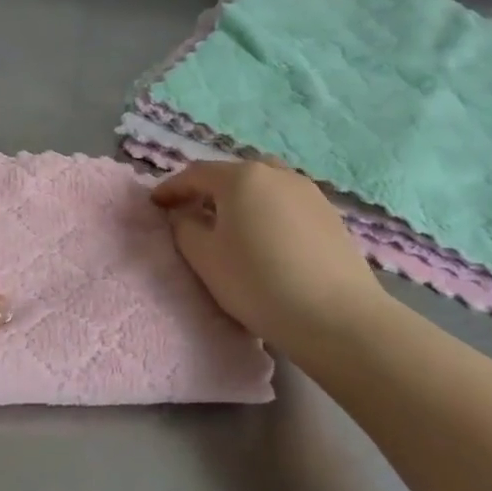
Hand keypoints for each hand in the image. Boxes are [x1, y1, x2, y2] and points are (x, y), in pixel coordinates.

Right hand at [152, 160, 383, 353]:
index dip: (171, 188)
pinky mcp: (329, 214)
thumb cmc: (258, 283)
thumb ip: (184, 228)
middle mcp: (275, 173)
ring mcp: (308, 191)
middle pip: (233, 174)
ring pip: (263, 186)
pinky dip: (268, 212)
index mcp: (241, 177)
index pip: (196, 174)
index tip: (155, 204)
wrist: (336, 317)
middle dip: (208, 191)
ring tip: (231, 226)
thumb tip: (184, 215)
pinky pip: (286, 203)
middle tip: (192, 214)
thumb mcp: (205, 258)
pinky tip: (267, 240)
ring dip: (242, 199)